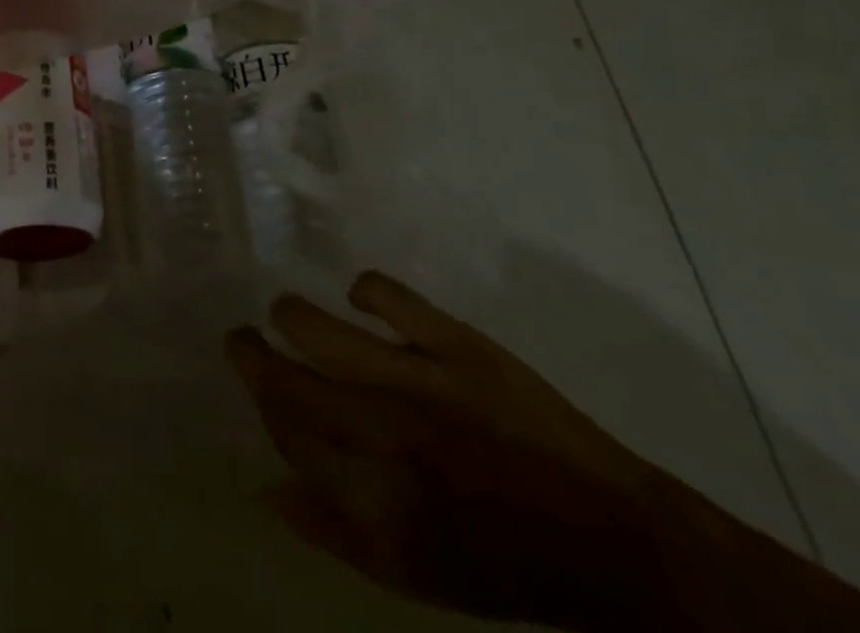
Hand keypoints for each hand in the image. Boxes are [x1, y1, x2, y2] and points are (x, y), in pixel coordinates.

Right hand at [226, 273, 681, 632]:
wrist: (613, 541)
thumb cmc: (501, 563)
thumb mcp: (412, 571)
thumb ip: (331, 529)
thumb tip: (263, 487)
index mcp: (372, 493)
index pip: (284, 429)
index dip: (259, 399)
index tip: (252, 376)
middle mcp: (382, 430)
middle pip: (284, 377)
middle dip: (250, 352)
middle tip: (246, 338)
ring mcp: (417, 377)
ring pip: (313, 326)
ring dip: (289, 316)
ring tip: (290, 315)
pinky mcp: (456, 342)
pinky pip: (383, 292)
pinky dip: (361, 288)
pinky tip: (357, 298)